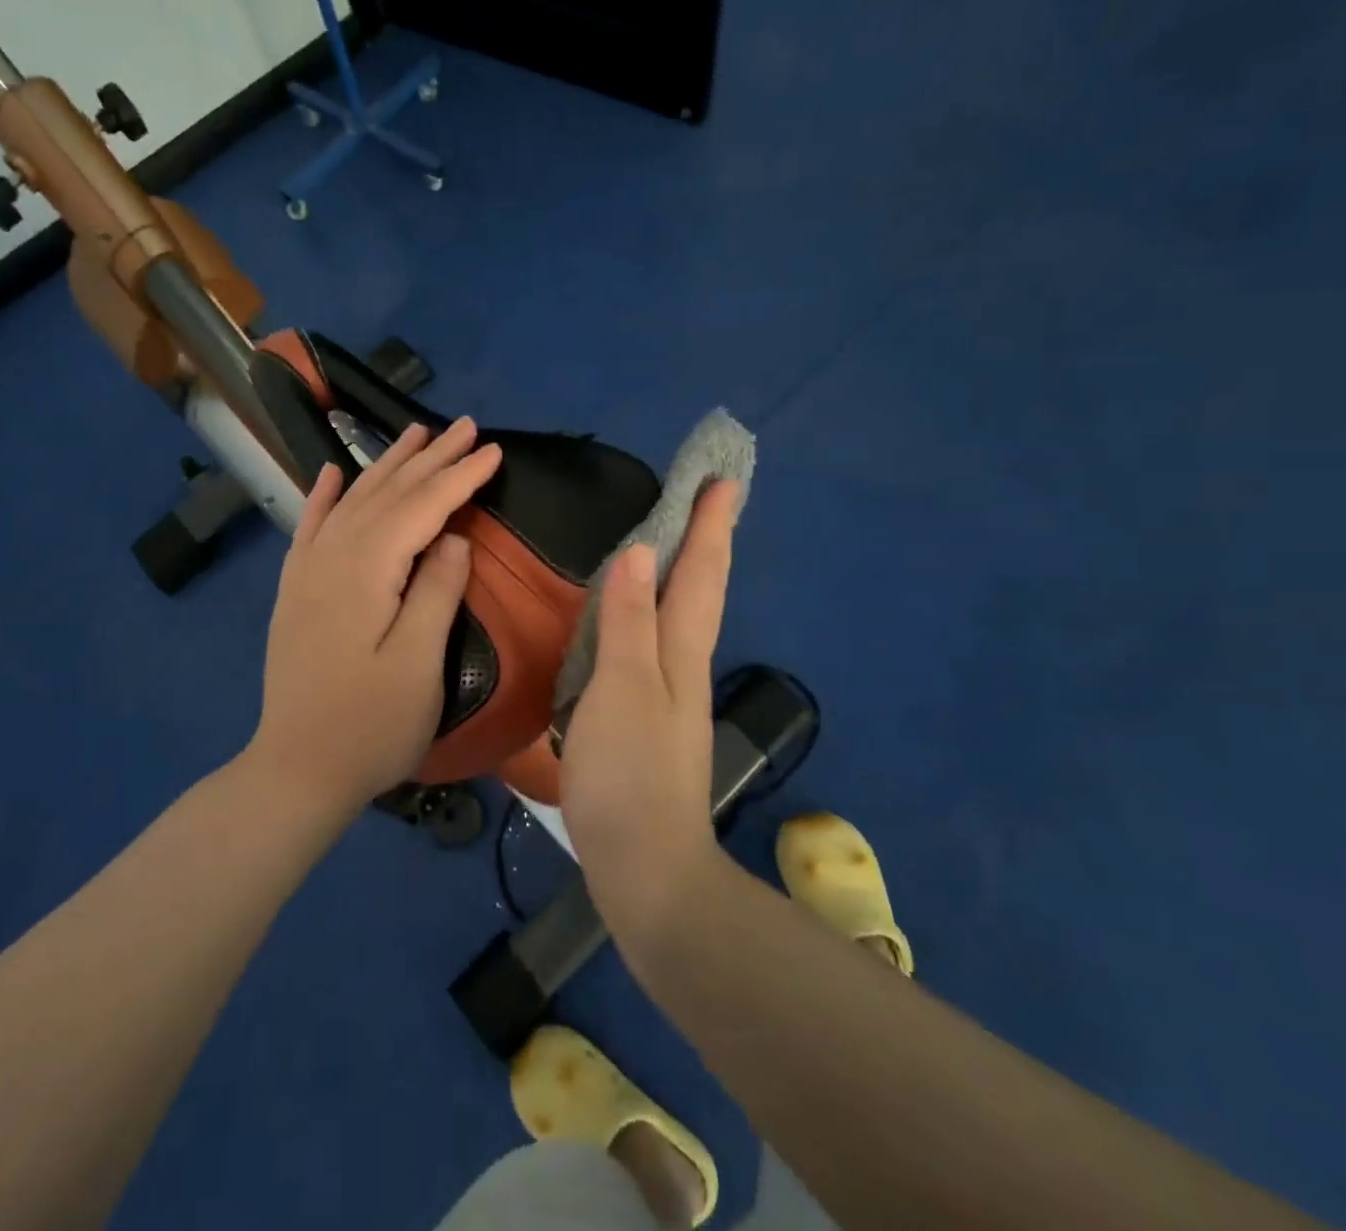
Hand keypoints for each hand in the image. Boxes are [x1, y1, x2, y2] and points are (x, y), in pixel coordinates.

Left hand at [249, 418, 502, 816]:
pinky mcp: (296, 590)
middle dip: (430, 458)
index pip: (422, 507)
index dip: (460, 477)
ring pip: (352, 500)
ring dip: (387, 465)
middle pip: (388, 493)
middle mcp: (332, 556)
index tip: (494, 450)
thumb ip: (436, 592)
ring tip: (415, 433)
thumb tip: (454, 538)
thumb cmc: (370, 725)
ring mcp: (308, 572)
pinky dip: (323, 495)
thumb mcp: (418, 664)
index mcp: (367, 570)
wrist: (297, 770)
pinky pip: (310, 526)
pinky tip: (332, 472)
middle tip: (466, 427)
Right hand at [560, 481, 739, 933]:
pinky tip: (635, 618)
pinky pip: (654, 645)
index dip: (711, 526)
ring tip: (675, 542)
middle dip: (706, 541)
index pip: (701, 573)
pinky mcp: (647, 719)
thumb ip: (628, 621)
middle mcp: (683, 665)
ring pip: (680, 617)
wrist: (645, 865)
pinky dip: (652, 614)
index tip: (723, 480)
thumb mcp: (622, 688)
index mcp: (682, 651)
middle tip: (708, 500)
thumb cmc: (630, 771)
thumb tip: (637, 551)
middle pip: (700, 590)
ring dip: (682, 574)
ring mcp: (668, 695)